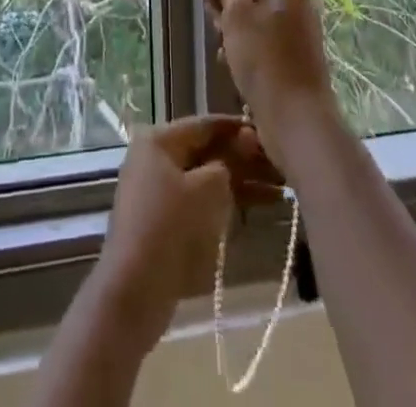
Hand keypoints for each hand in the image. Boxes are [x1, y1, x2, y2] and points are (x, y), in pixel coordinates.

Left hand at [91, 116, 281, 347]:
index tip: (270, 130)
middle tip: (281, 166)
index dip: (239, 127)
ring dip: (242, 183)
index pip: (205, 124)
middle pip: (208, 152)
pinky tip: (259, 207)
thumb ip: (230, 161)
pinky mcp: (165, 220)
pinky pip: (201, 200)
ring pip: (207, 178)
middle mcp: (156, 158)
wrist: (134, 291)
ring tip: (281, 190)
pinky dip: (227, 202)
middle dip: (245, 159)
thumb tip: (246, 140)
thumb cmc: (170, 226)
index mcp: (159, 140)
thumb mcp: (207, 188)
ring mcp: (159, 191)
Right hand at [192, 0, 338, 170]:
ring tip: (223, 47)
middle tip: (214, 23)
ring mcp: (295, 25)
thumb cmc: (264, 63)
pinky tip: (231, 63)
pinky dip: (243, 42)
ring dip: (229, 23)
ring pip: (250, 9)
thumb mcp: (237, 16)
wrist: (299, 122)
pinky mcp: (292, 51)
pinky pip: (260, 33)